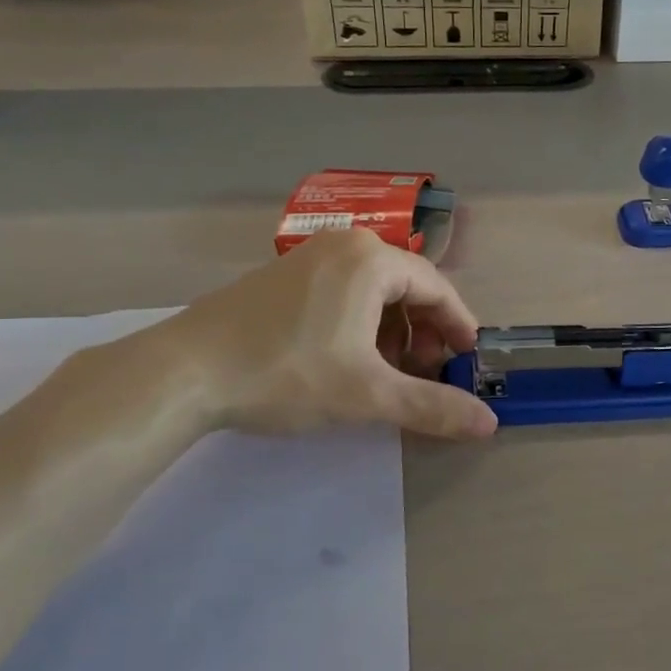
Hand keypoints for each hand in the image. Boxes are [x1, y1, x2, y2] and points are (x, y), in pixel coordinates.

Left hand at [145, 228, 496, 439]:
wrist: (181, 373)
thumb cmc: (286, 374)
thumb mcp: (368, 395)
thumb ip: (433, 406)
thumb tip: (490, 425)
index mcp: (371, 260)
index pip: (437, 289)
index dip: (459, 328)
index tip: (468, 363)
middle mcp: (344, 246)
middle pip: (407, 288)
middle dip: (424, 334)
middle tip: (426, 375)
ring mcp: (309, 257)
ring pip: (374, 292)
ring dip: (393, 333)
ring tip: (388, 375)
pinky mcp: (283, 277)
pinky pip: (343, 293)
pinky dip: (360, 325)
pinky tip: (350, 361)